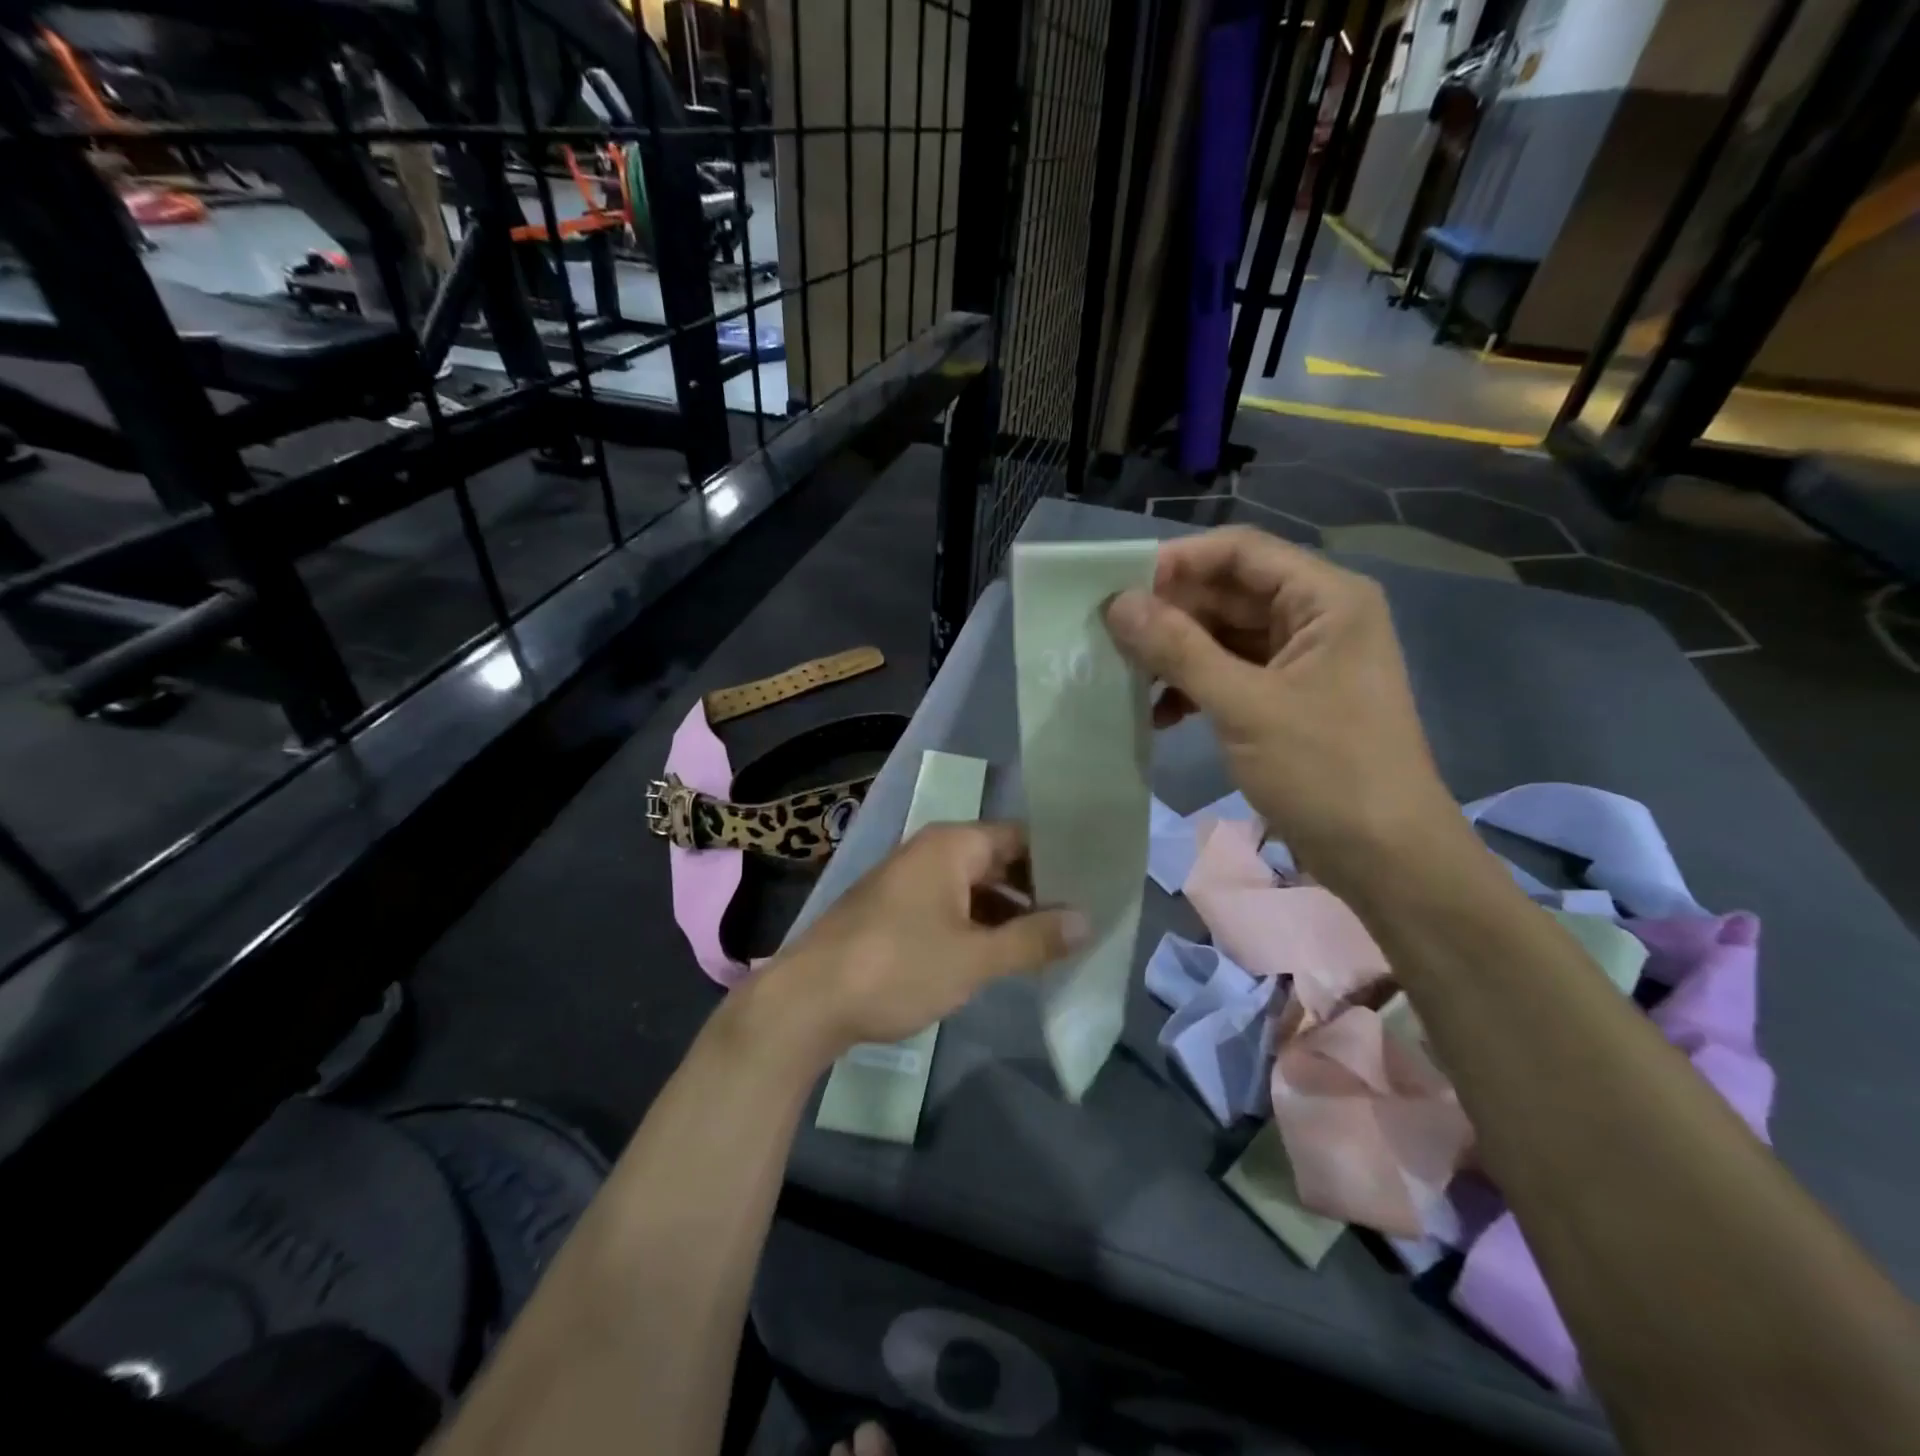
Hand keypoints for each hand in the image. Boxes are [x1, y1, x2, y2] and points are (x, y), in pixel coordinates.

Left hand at [758, 822, 1087, 1059]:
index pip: (1020, 837)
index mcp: (952, 845)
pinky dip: (979, 925)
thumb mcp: (974, 957)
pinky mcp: (895, 911)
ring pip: (974, 887)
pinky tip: (1003, 954)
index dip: (1058, 857)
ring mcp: (909, 881)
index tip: (1096, 880)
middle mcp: (931, 852)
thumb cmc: (897, 966)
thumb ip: (1033, 939)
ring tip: (1054, 940)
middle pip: (998, 860)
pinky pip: (950, 906)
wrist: (807, 1000)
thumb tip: (1087, 921)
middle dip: (1037, 888)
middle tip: (1084, 915)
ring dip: (1009, 912)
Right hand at [1103, 526, 1466, 896]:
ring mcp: (1301, 662)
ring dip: (1175, 654)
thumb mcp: (1245, 705)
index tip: (1118, 588)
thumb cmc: (1325, 771)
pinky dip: (1193, 688)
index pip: (1240, 552)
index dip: (1178, 562)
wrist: (1386, 859)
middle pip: (1229, 593)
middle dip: (1169, 613)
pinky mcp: (1287, 700)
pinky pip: (1230, 675)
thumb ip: (1179, 649)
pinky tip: (1157, 714)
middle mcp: (1316, 618)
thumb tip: (1117, 603)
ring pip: (1223, 636)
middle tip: (1108, 636)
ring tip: (1125, 677)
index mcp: (1326, 599)